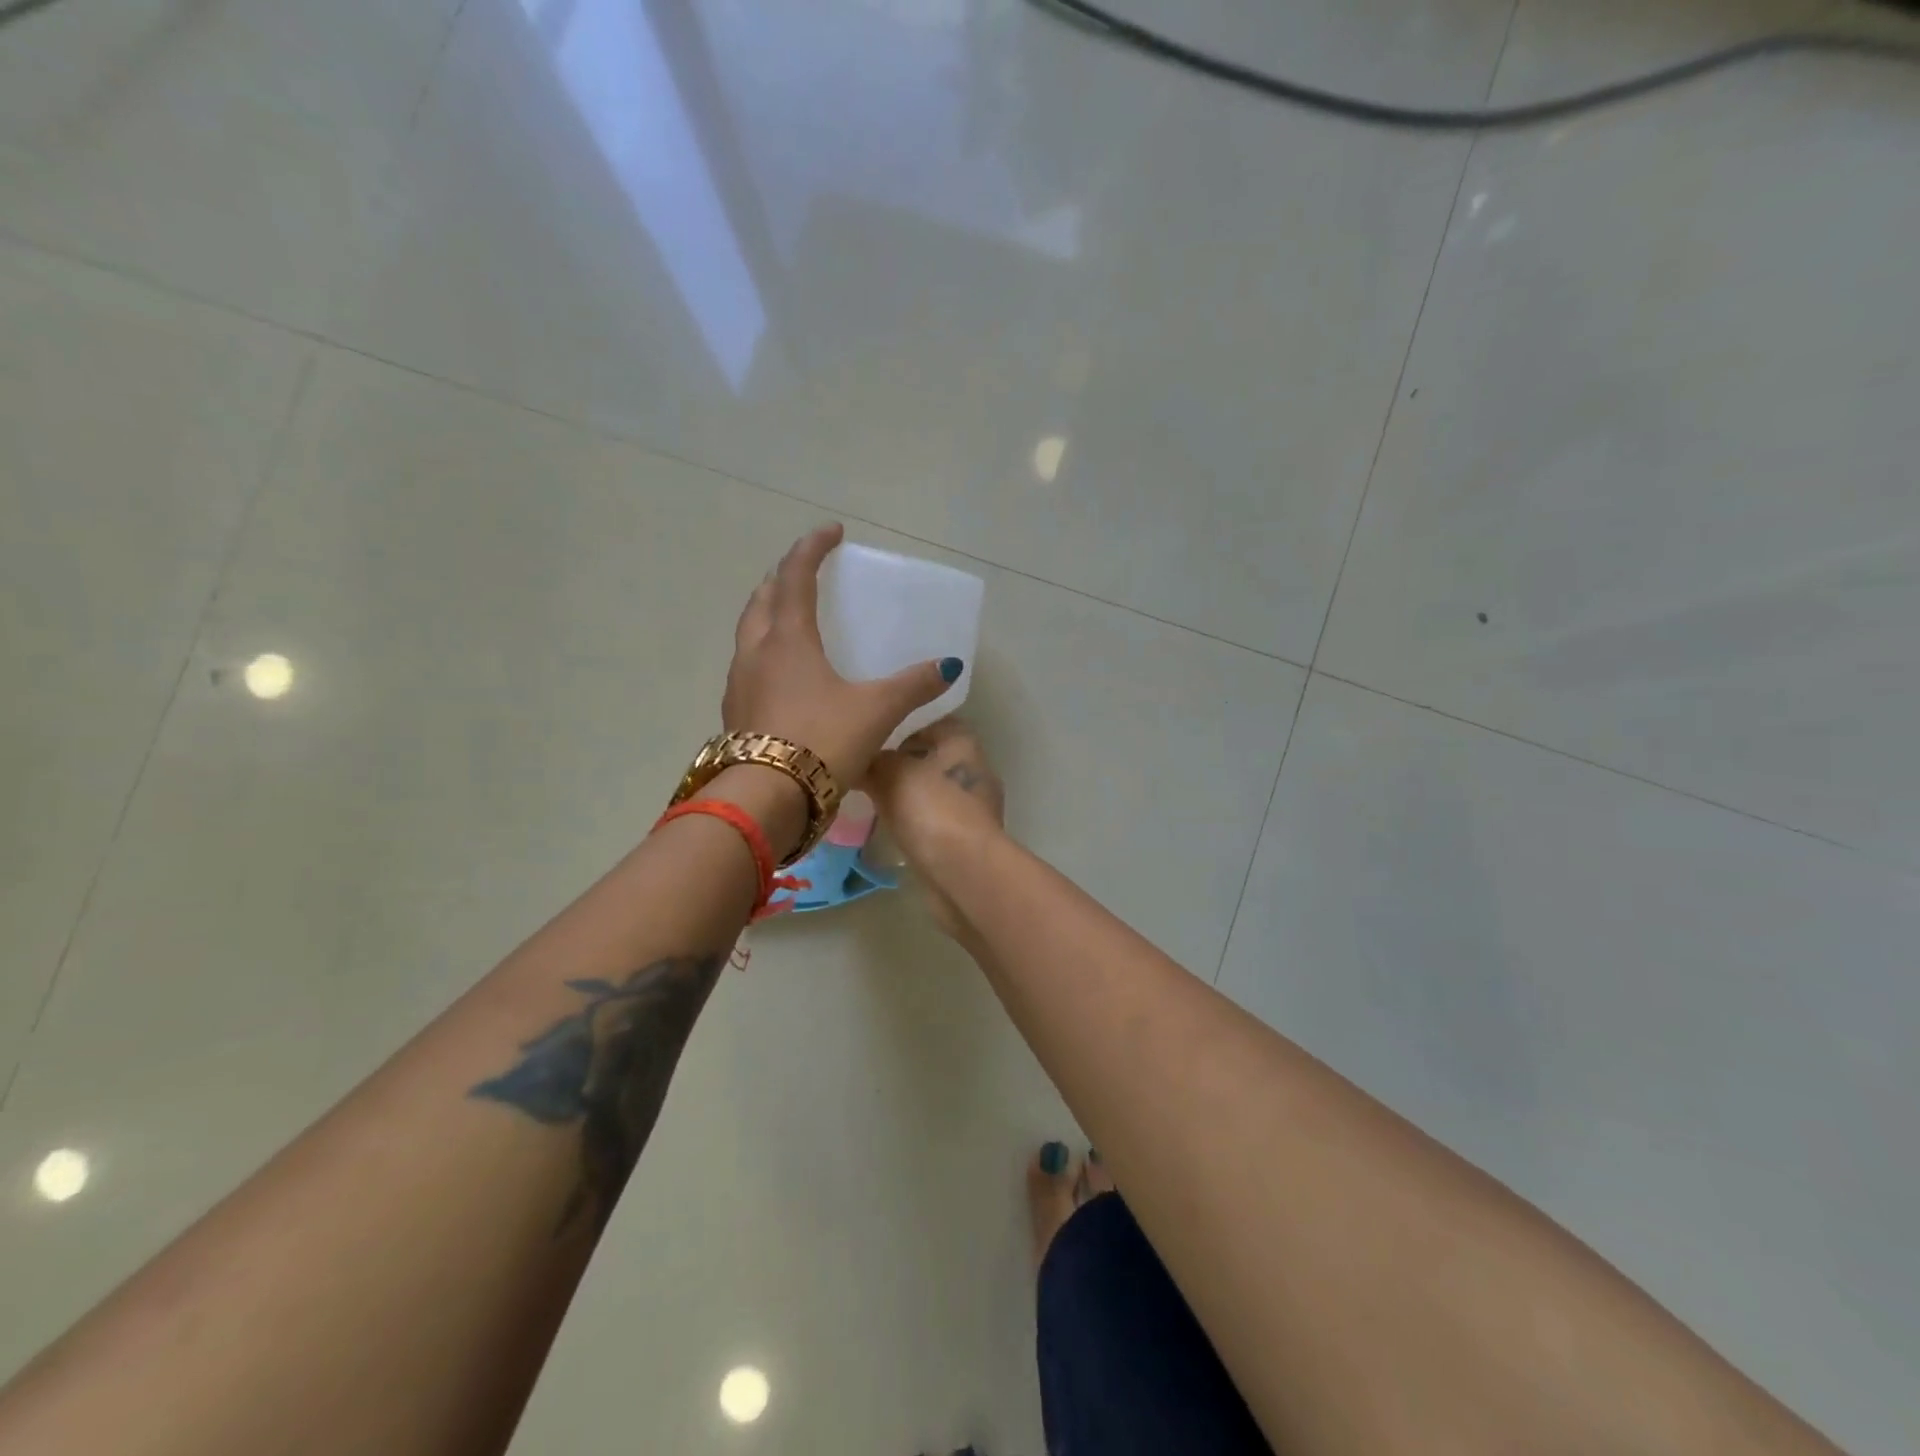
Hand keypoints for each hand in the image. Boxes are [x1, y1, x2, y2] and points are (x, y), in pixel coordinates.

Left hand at [724, 524, 959, 790]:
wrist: (766, 800)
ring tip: (790, 618)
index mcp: (788, 639)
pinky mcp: (735, 713)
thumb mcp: (876, 710)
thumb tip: (949, 666)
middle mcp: (756, 652)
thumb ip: (913, 685)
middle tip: (804, 573)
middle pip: (762, 599)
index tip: (832, 531)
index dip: (812, 548)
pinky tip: (783, 676)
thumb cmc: (822, 741)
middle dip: (782, 578)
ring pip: (749, 633)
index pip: (795, 576)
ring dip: (767, 614)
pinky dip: (765, 653)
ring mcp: (739, 684)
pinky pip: (748, 667)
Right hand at [867, 718, 1004, 935]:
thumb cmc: (930, 808)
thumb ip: (873, 760)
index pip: (929, 723)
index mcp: (962, 741)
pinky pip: (936, 821)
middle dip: (901, 766)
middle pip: (931, 759)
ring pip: (933, 792)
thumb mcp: (889, 772)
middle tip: (865, 774)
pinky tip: (894, 830)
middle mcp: (974, 768)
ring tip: (873, 803)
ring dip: (908, 797)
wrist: (964, 870)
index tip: (871, 742)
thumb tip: (859, 759)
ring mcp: (975, 806)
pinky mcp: (969, 838)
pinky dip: (917, 823)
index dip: (899, 729)